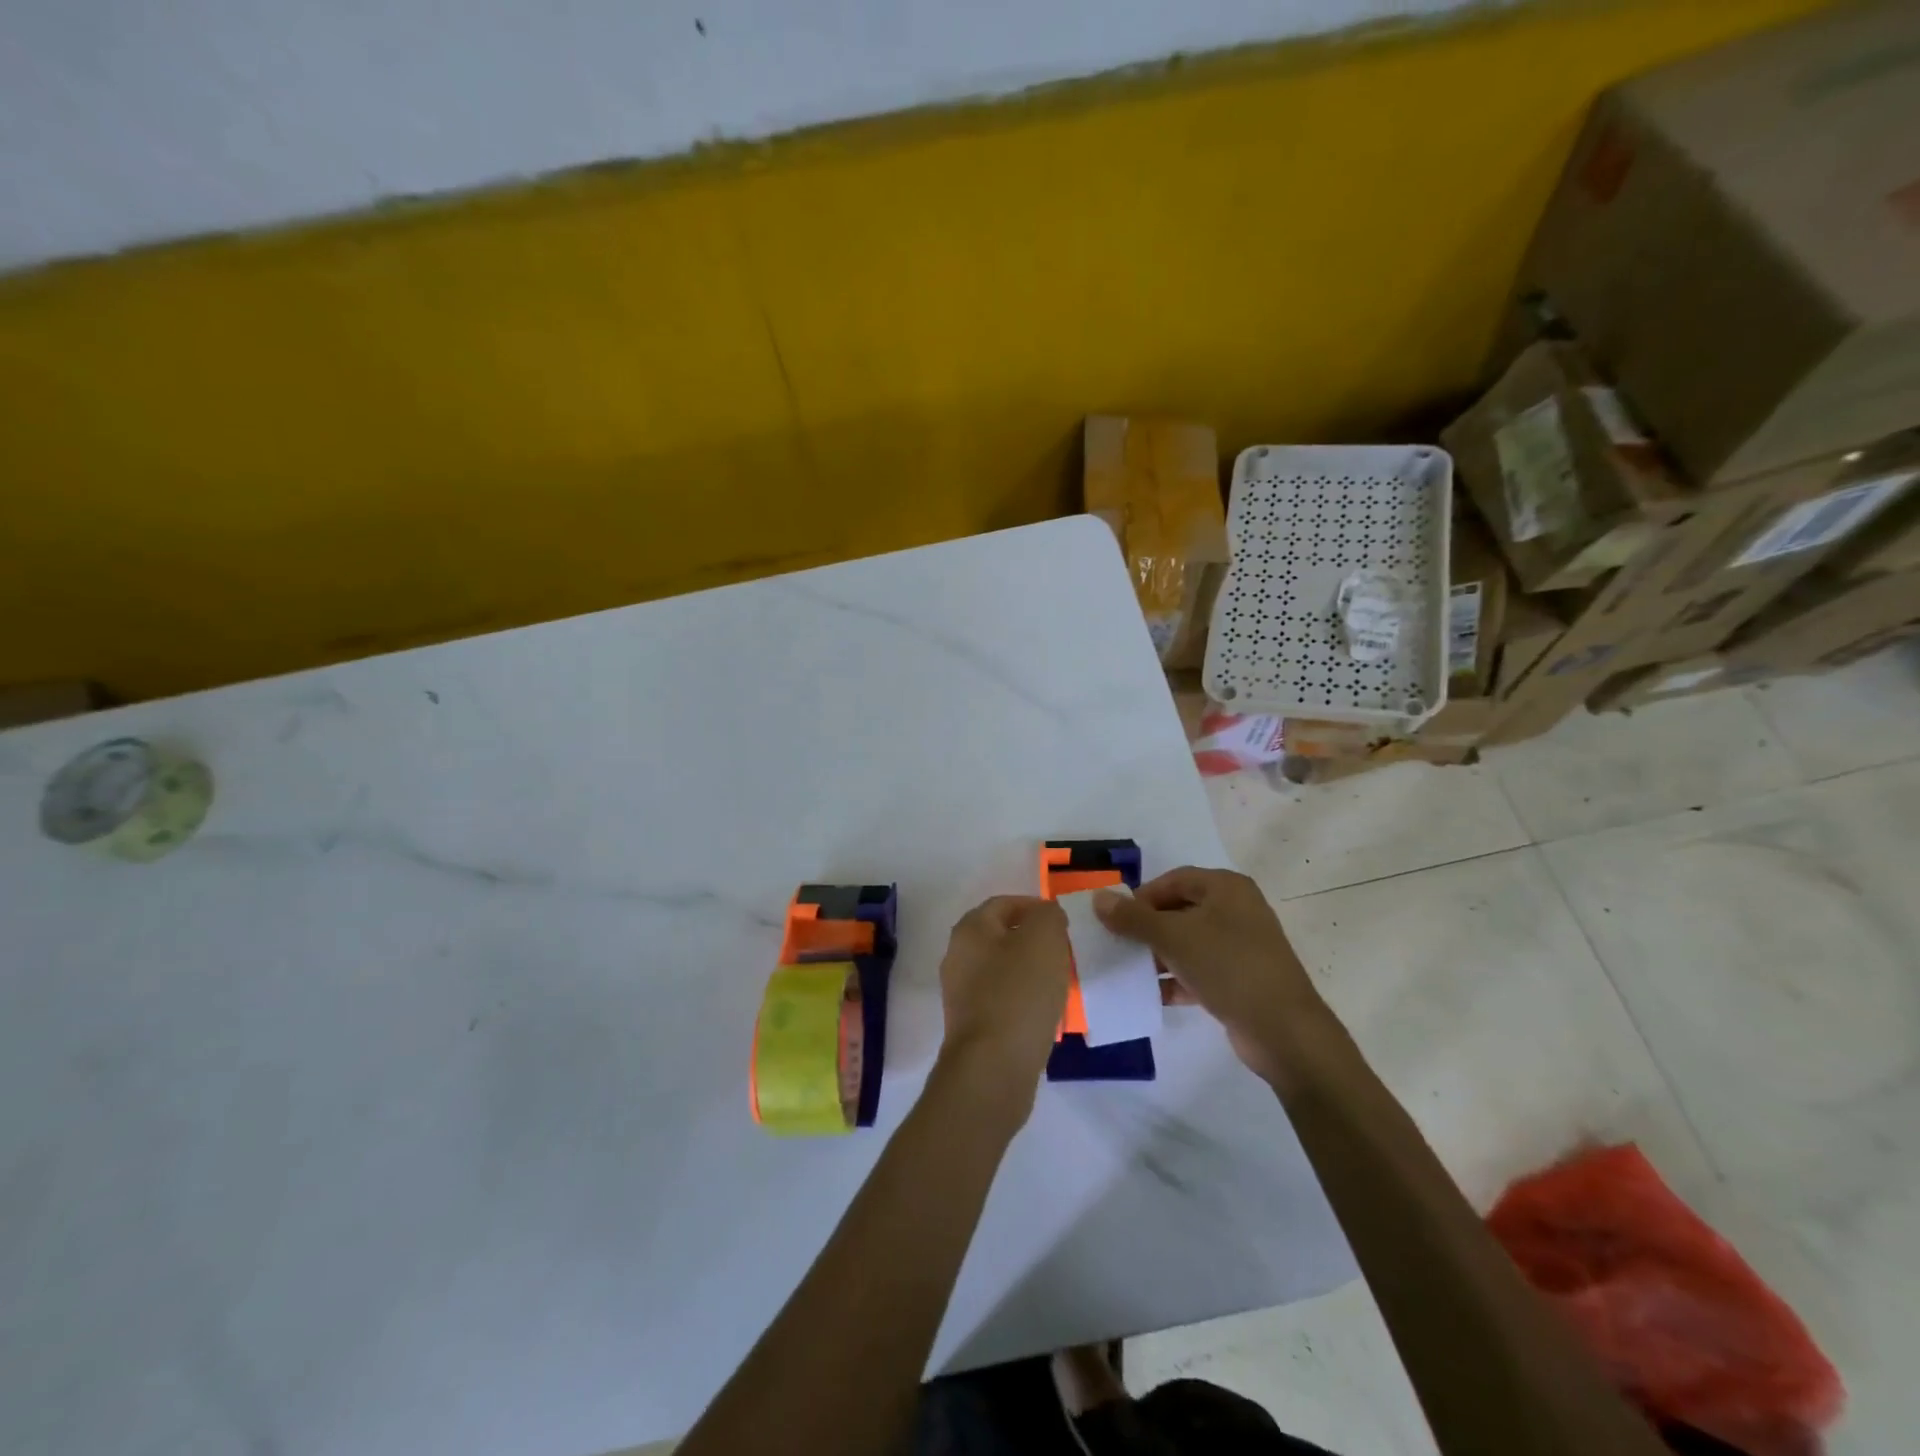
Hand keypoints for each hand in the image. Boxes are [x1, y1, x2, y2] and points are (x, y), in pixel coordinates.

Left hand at [935, 896, 1071, 1121]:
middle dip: (1033, 941)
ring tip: (1059, 983)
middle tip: (1063, 952)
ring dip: (1030, 972)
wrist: (993, 1067)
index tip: (1063, 923)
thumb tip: (1046, 916)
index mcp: (970, 929)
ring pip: (1002, 969)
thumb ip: (1048, 915)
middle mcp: (957, 956)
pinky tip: (1044, 1013)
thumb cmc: (1019, 993)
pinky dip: (1023, 1000)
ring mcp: (961, 993)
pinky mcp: (971, 1025)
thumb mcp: (1044, 938)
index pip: (1004, 903)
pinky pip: (1002, 1000)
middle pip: (1001, 936)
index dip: (1035, 907)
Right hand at [1094, 867, 1328, 1083]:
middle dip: (1147, 928)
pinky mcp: (1242, 979)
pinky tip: (1153, 994)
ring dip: (1159, 955)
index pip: (1173, 880)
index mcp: (1226, 888)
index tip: (1115, 920)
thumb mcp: (1173, 937)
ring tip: (1130, 970)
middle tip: (1119, 944)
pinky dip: (1177, 979)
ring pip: (1189, 942)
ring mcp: (1242, 946)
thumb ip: (1133, 917)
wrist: (1283, 1030)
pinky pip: (1200, 970)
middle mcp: (1236, 910)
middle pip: (1179, 910)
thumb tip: (1098, 898)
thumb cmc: (1227, 966)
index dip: (1141, 896)